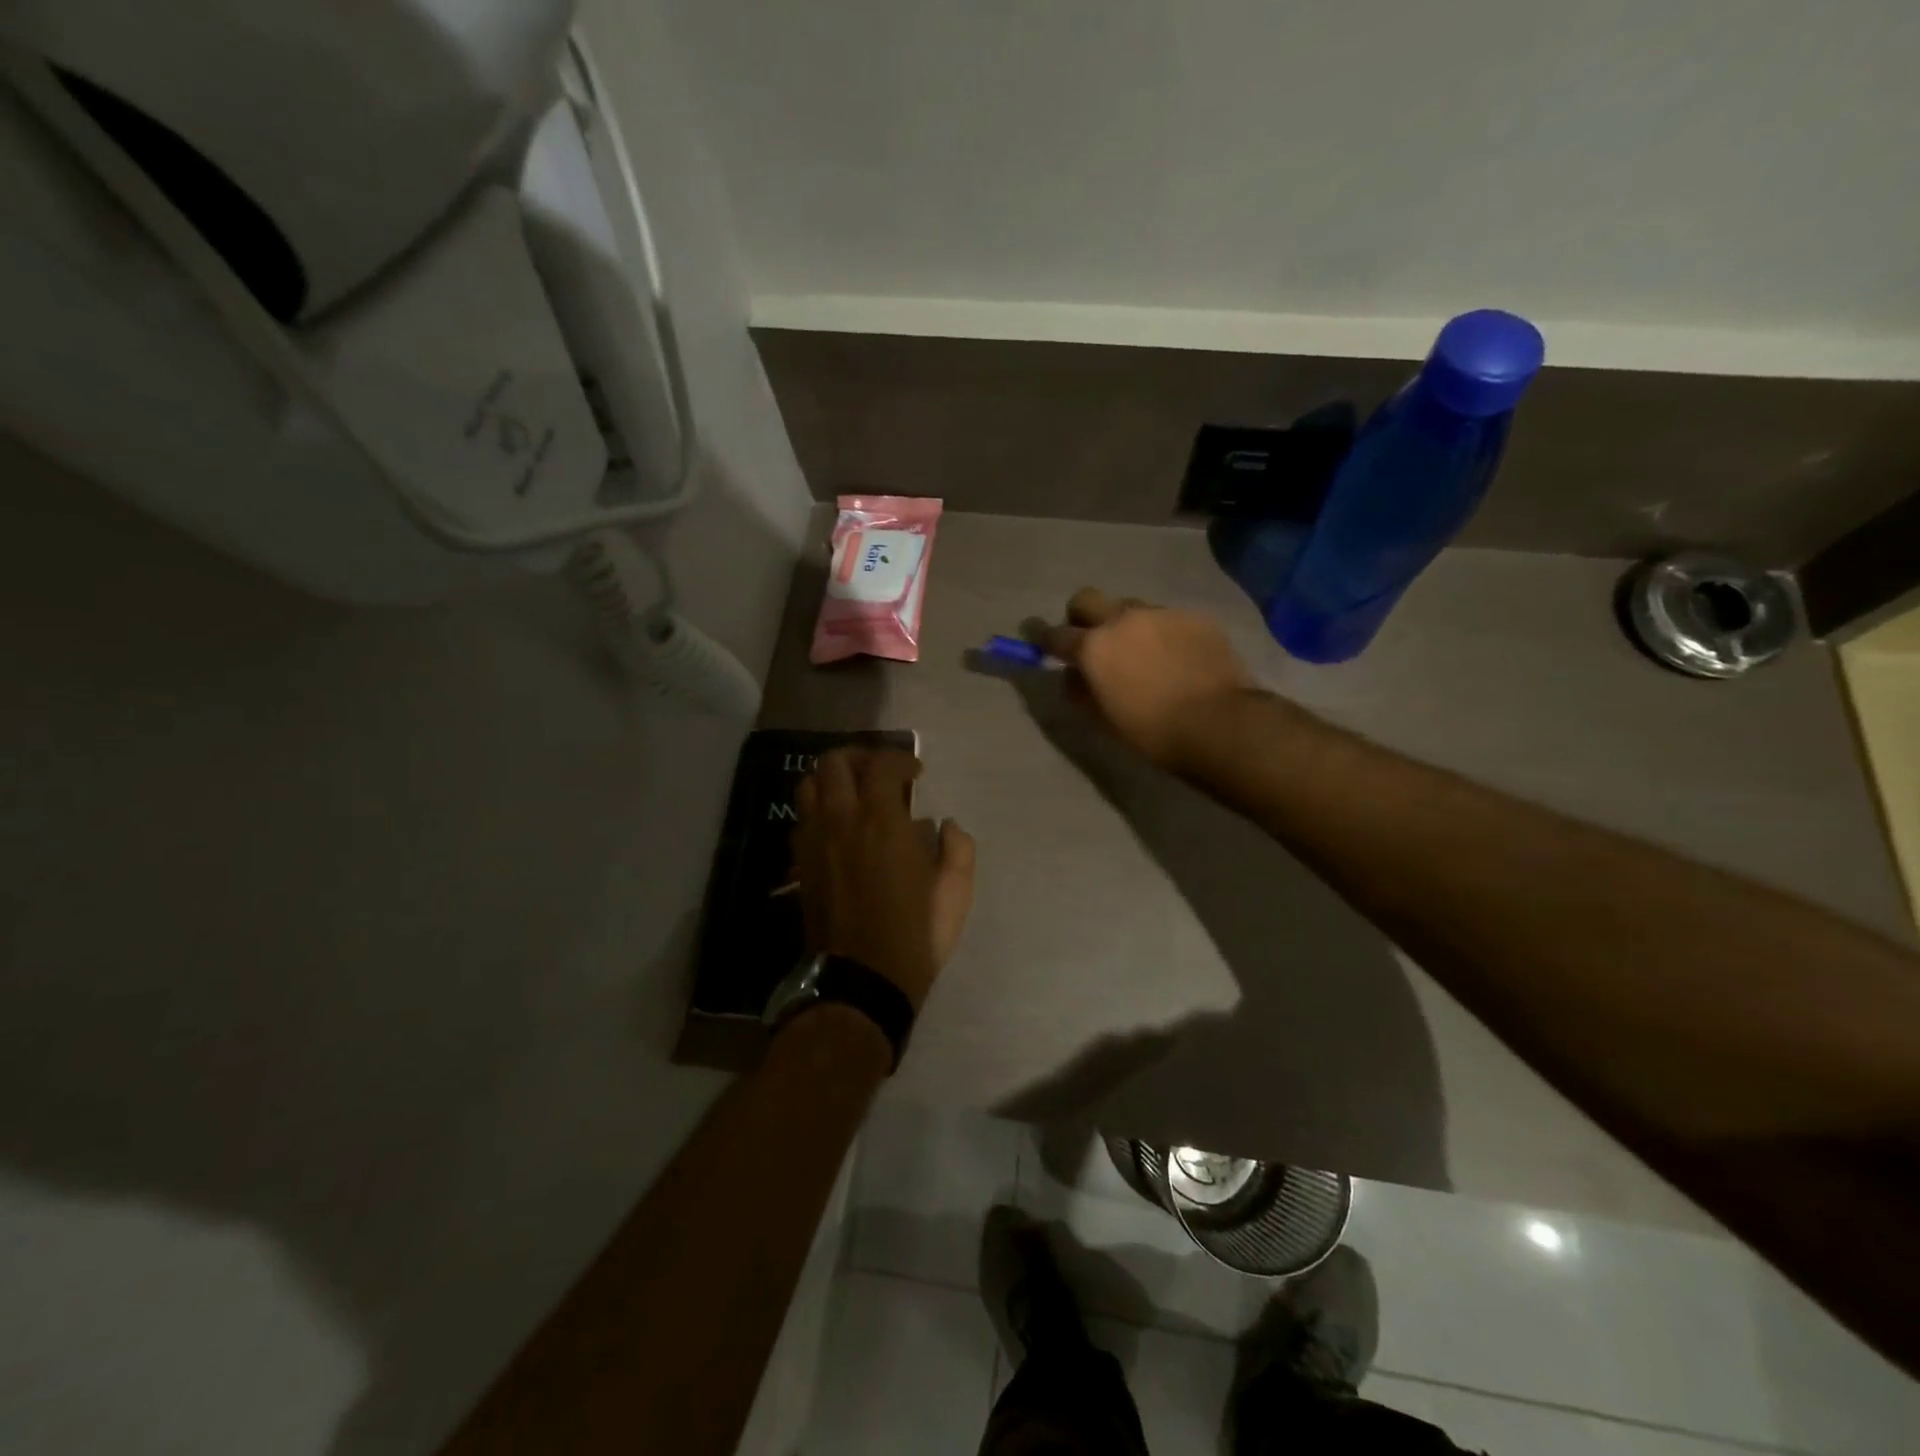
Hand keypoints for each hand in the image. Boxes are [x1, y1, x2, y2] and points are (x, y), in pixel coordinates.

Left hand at [794, 748, 975, 1010]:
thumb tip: (945, 825)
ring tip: (856, 794)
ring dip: (833, 779)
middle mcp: (840, 821)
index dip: (901, 759)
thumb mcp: (954, 894)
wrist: (861, 982)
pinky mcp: (800, 864)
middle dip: (860, 757)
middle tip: (881, 774)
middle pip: (833, 763)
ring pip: (808, 785)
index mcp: (881, 822)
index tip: (916, 774)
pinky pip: (802, 818)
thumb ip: (958, 849)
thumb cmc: (914, 937)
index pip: (881, 765)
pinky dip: (819, 808)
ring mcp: (814, 841)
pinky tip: (840, 827)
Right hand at [1039, 587, 1256, 770]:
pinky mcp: (1194, 617)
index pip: (1055, 635)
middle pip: (1087, 599)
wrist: (1220, 723)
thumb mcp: (1105, 719)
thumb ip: (1083, 691)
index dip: (1043, 637)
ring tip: (1145, 654)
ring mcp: (1161, 613)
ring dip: (1128, 625)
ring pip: (1131, 608)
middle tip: (1092, 639)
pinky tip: (1179, 659)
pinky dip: (1164, 634)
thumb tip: (1075, 676)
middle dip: (1081, 616)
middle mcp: (1122, 620)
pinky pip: (1167, 619)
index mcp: (1094, 647)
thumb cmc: (1154, 732)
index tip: (1038, 638)